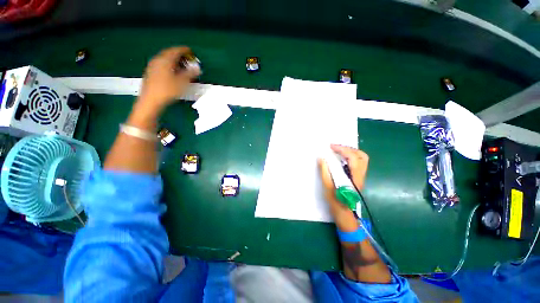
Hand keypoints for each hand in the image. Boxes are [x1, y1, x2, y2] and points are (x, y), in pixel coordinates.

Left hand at [138, 46, 200, 109]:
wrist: (150, 101)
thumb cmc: (167, 91)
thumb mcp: (182, 83)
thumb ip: (190, 74)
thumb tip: (198, 68)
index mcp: (165, 60)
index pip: (176, 50)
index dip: (184, 50)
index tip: (191, 51)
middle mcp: (157, 60)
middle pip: (169, 53)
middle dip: (179, 55)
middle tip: (187, 59)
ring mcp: (152, 66)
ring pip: (164, 59)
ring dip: (173, 60)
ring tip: (181, 66)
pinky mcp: (150, 72)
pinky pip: (161, 64)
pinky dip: (168, 65)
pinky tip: (172, 72)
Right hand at [318, 144, 368, 231]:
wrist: (345, 214)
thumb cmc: (336, 201)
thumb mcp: (328, 187)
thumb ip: (325, 171)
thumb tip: (322, 158)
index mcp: (354, 177)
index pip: (353, 158)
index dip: (342, 149)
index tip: (331, 147)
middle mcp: (360, 175)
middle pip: (361, 156)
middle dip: (348, 149)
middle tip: (336, 148)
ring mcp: (360, 176)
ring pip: (361, 159)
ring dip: (350, 152)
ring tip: (338, 151)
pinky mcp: (357, 178)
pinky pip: (357, 163)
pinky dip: (349, 157)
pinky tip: (340, 159)